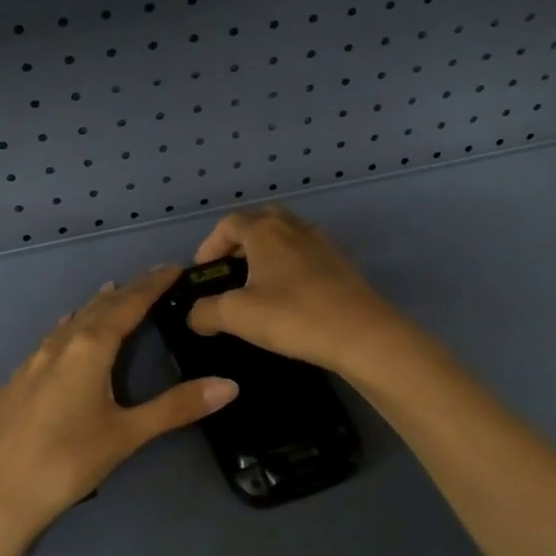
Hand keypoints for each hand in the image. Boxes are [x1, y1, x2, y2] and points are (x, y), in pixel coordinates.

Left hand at [0, 266, 238, 534]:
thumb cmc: (70, 461)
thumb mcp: (128, 434)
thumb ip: (177, 407)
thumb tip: (230, 385)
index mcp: (89, 349)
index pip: (128, 305)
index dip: (152, 285)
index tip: (173, 267)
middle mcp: (57, 346)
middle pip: (97, 308)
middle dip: (126, 292)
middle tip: (149, 280)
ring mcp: (29, 364)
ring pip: (67, 324)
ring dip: (93, 308)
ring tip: (109, 296)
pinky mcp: (11, 386)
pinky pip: (45, 346)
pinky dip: (64, 333)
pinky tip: (61, 343)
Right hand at [184, 206, 410, 377]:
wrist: (362, 334)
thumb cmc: (292, 315)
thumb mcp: (237, 316)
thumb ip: (206, 313)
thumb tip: (193, 315)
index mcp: (265, 230)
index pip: (229, 223)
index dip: (209, 245)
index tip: (203, 273)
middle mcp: (293, 227)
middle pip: (260, 221)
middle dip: (239, 243)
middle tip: (230, 272)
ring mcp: (322, 243)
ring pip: (286, 237)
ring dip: (266, 254)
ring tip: (257, 287)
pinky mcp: (341, 264)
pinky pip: (305, 255)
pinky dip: (289, 267)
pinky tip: (289, 298)